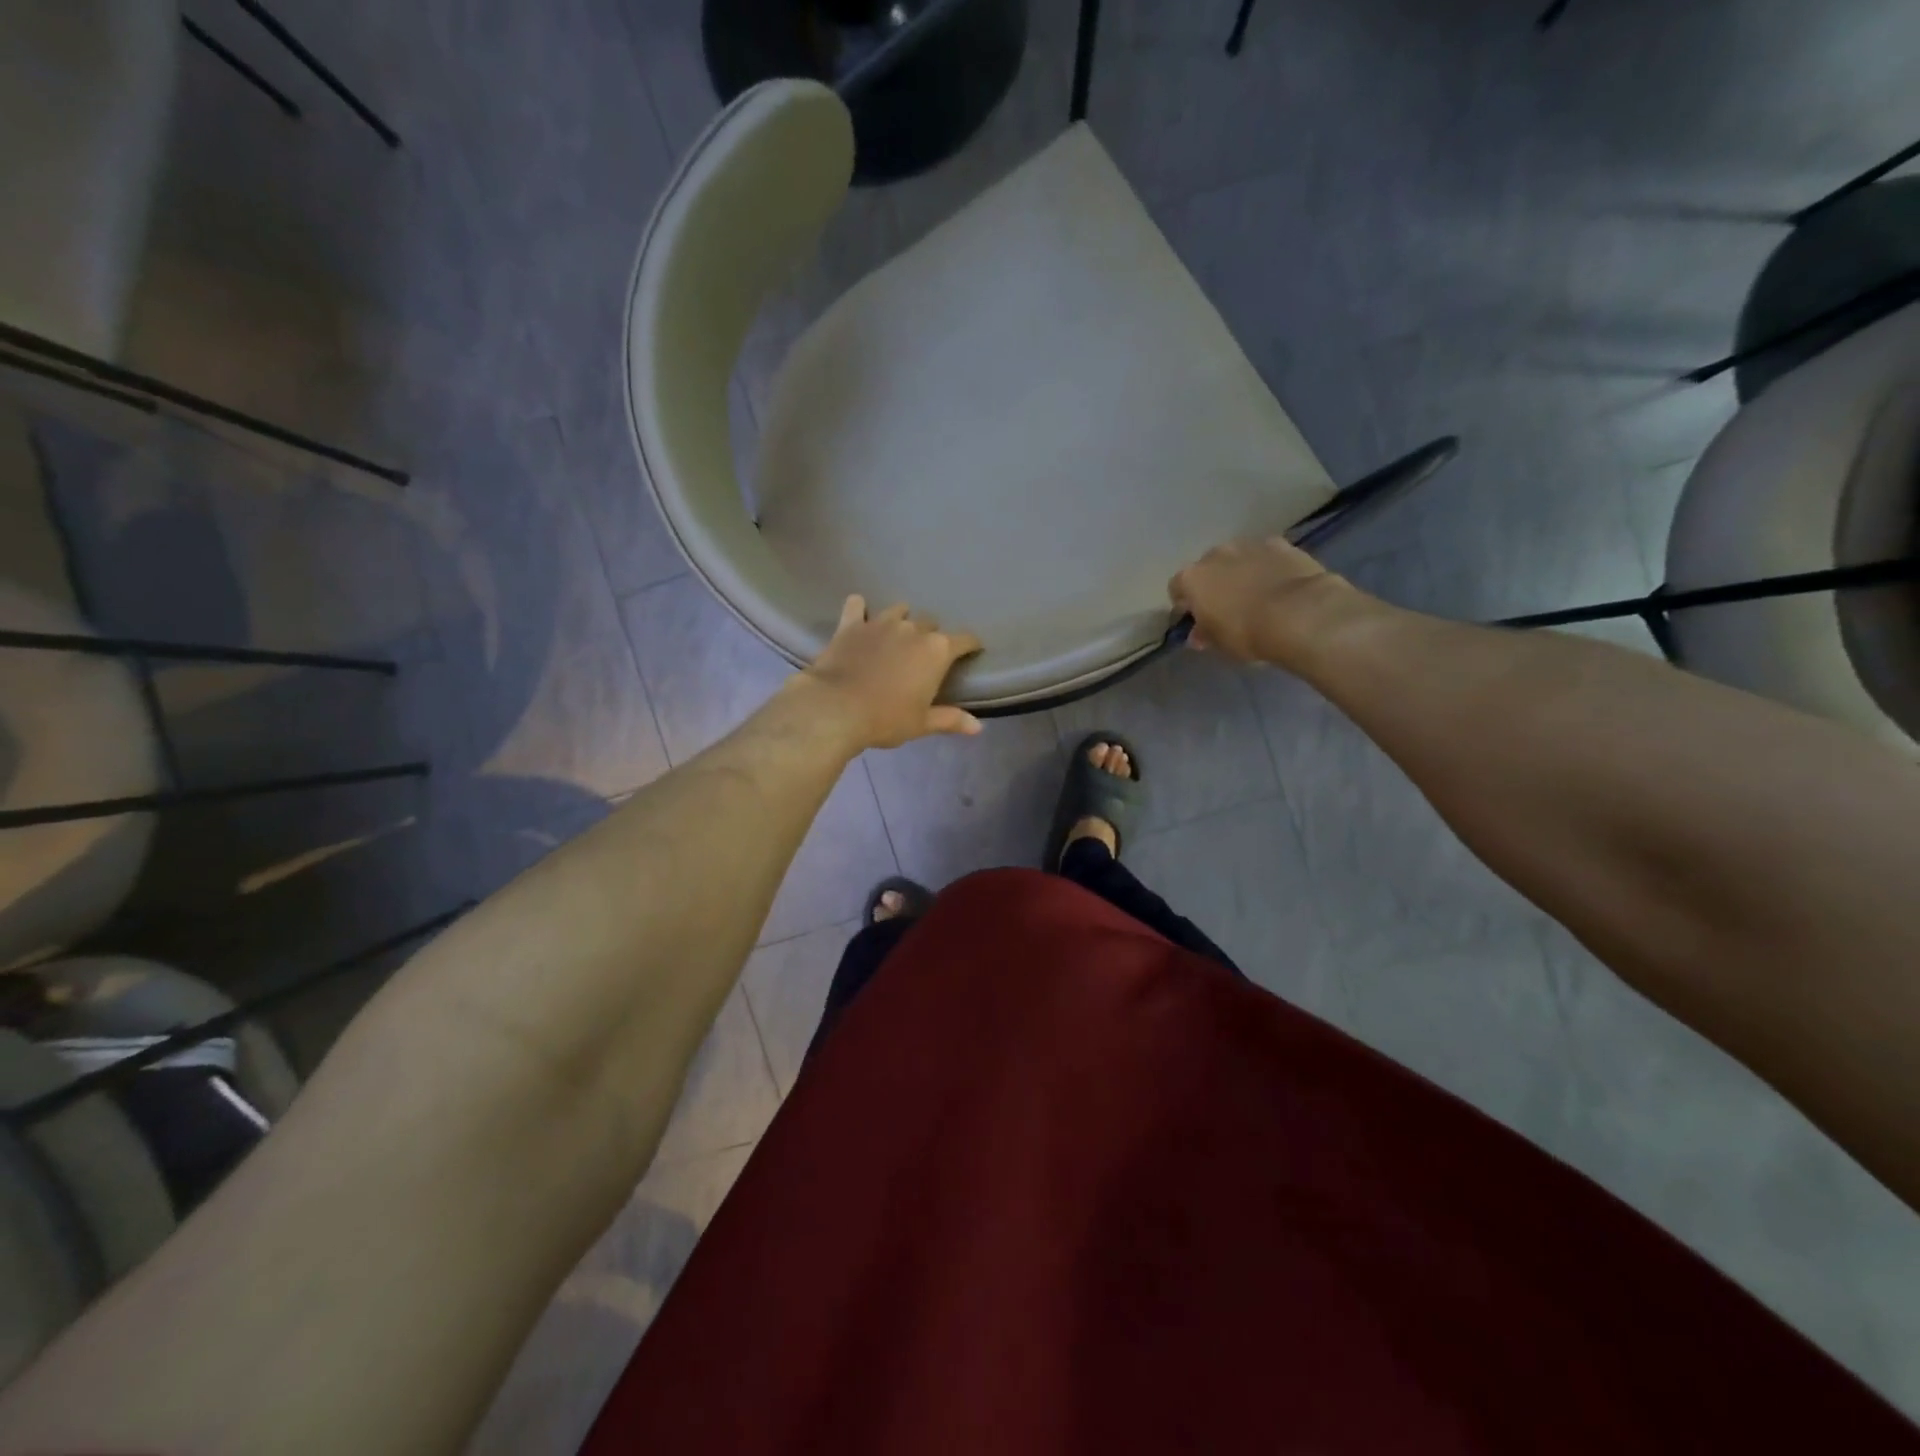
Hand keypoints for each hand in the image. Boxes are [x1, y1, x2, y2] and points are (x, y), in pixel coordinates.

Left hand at [796, 597, 984, 749]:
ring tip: (897, 634)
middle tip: (924, 655)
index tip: (972, 650)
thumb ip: (950, 719)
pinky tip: (860, 616)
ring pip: (899, 610)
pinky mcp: (851, 624)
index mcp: (937, 651)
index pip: (964, 640)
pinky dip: (860, 609)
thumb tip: (978, 727)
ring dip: (902, 619)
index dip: (971, 645)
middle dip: (931, 636)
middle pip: (931, 623)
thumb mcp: (922, 724)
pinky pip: (857, 605)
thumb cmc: (886, 719)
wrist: (836, 708)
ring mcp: (881, 623)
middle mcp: (913, 629)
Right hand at [1167, 535, 1355, 664]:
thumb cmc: (1247, 633)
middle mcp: (1215, 555)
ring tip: (1256, 593)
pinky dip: (1268, 566)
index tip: (1196, 619)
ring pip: (1237, 558)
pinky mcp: (1280, 543)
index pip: (1176, 588)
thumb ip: (1205, 634)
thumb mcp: (1219, 643)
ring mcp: (1248, 545)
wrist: (1299, 614)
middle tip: (1227, 606)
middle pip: (1207, 568)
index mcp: (1192, 578)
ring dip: (1240, 572)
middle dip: (1213, 583)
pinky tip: (1279, 583)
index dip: (1185, 604)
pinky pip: (1266, 555)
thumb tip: (1198, 635)